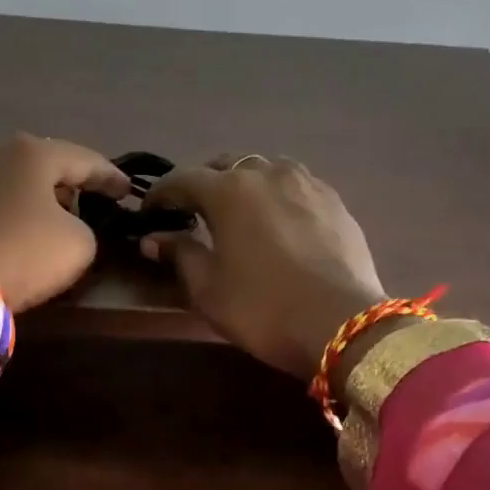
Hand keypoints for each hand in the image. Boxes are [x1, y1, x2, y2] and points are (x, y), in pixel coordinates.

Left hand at [0, 134, 130, 311]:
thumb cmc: (24, 252)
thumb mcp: (79, 244)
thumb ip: (86, 228)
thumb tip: (69, 228)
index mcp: (34, 152)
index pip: (85, 160)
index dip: (111, 177)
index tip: (127, 191)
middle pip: (46, 166)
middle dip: (70, 184)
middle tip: (91, 202)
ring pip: (18, 184)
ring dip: (40, 199)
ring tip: (58, 219)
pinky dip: (15, 213)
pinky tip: (24, 230)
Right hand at [143, 156, 387, 379]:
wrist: (341, 324)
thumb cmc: (261, 308)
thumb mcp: (208, 289)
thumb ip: (179, 254)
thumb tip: (154, 239)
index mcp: (229, 191)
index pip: (181, 179)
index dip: (159, 195)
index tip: (147, 214)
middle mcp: (267, 173)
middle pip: (225, 166)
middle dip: (203, 185)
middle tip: (191, 214)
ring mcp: (306, 183)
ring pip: (263, 170)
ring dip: (242, 186)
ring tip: (236, 214)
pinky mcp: (334, 201)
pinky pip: (294, 186)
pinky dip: (275, 197)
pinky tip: (275, 223)